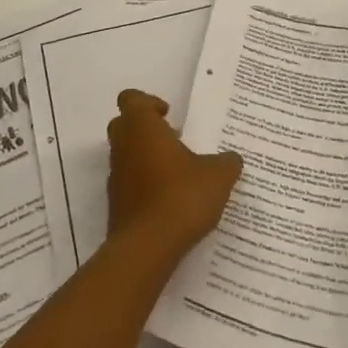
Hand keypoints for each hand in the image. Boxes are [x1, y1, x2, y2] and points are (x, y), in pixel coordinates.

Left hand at [106, 90, 242, 261]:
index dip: (149, 103)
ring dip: (146, 158)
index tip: (170, 116)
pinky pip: (129, 183)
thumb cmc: (181, 196)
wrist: (148, 248)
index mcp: (142, 127)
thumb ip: (227, 162)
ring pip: (126, 155)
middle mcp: (123, 147)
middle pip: (124, 125)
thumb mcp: (218, 176)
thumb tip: (231, 160)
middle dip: (146, 129)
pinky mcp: (116, 204)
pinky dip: (145, 185)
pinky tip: (171, 200)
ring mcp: (116, 177)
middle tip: (174, 140)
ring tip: (179, 173)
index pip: (131, 99)